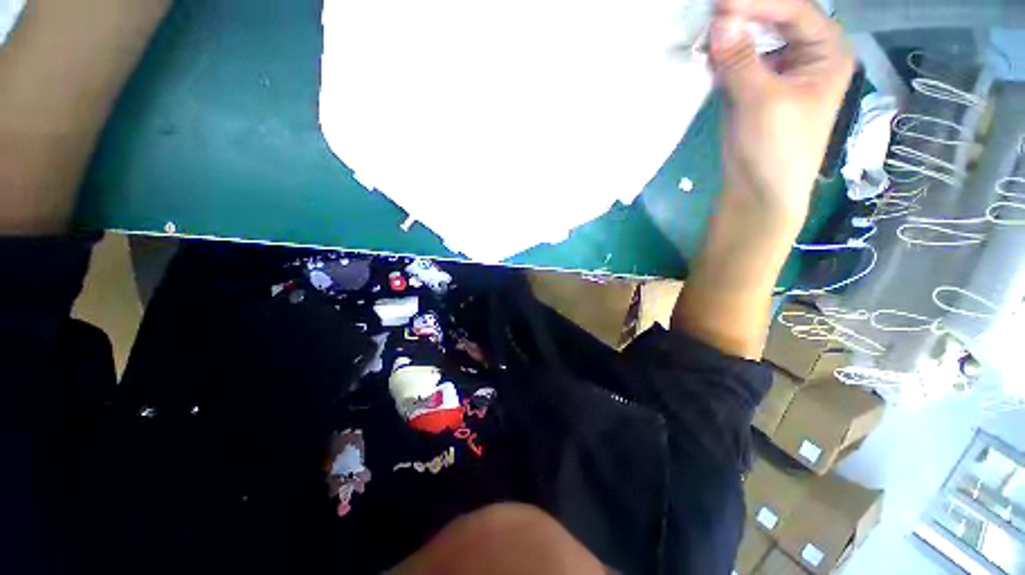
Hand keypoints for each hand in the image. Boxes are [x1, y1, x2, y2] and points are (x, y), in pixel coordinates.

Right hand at [710, 0, 854, 224]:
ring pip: (752, 39)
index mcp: (825, 51)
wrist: (759, 191)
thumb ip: (741, 61)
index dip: (758, 2)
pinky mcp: (752, 86)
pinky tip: (704, 53)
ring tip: (703, 32)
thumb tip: (719, 22)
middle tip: (710, 14)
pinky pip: (736, 61)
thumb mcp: (762, 102)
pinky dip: (719, 56)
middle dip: (742, 16)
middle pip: (773, 19)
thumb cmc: (777, 148)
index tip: (720, 3)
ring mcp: (776, 69)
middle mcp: (803, 53)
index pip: (793, 10)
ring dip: (728, 35)